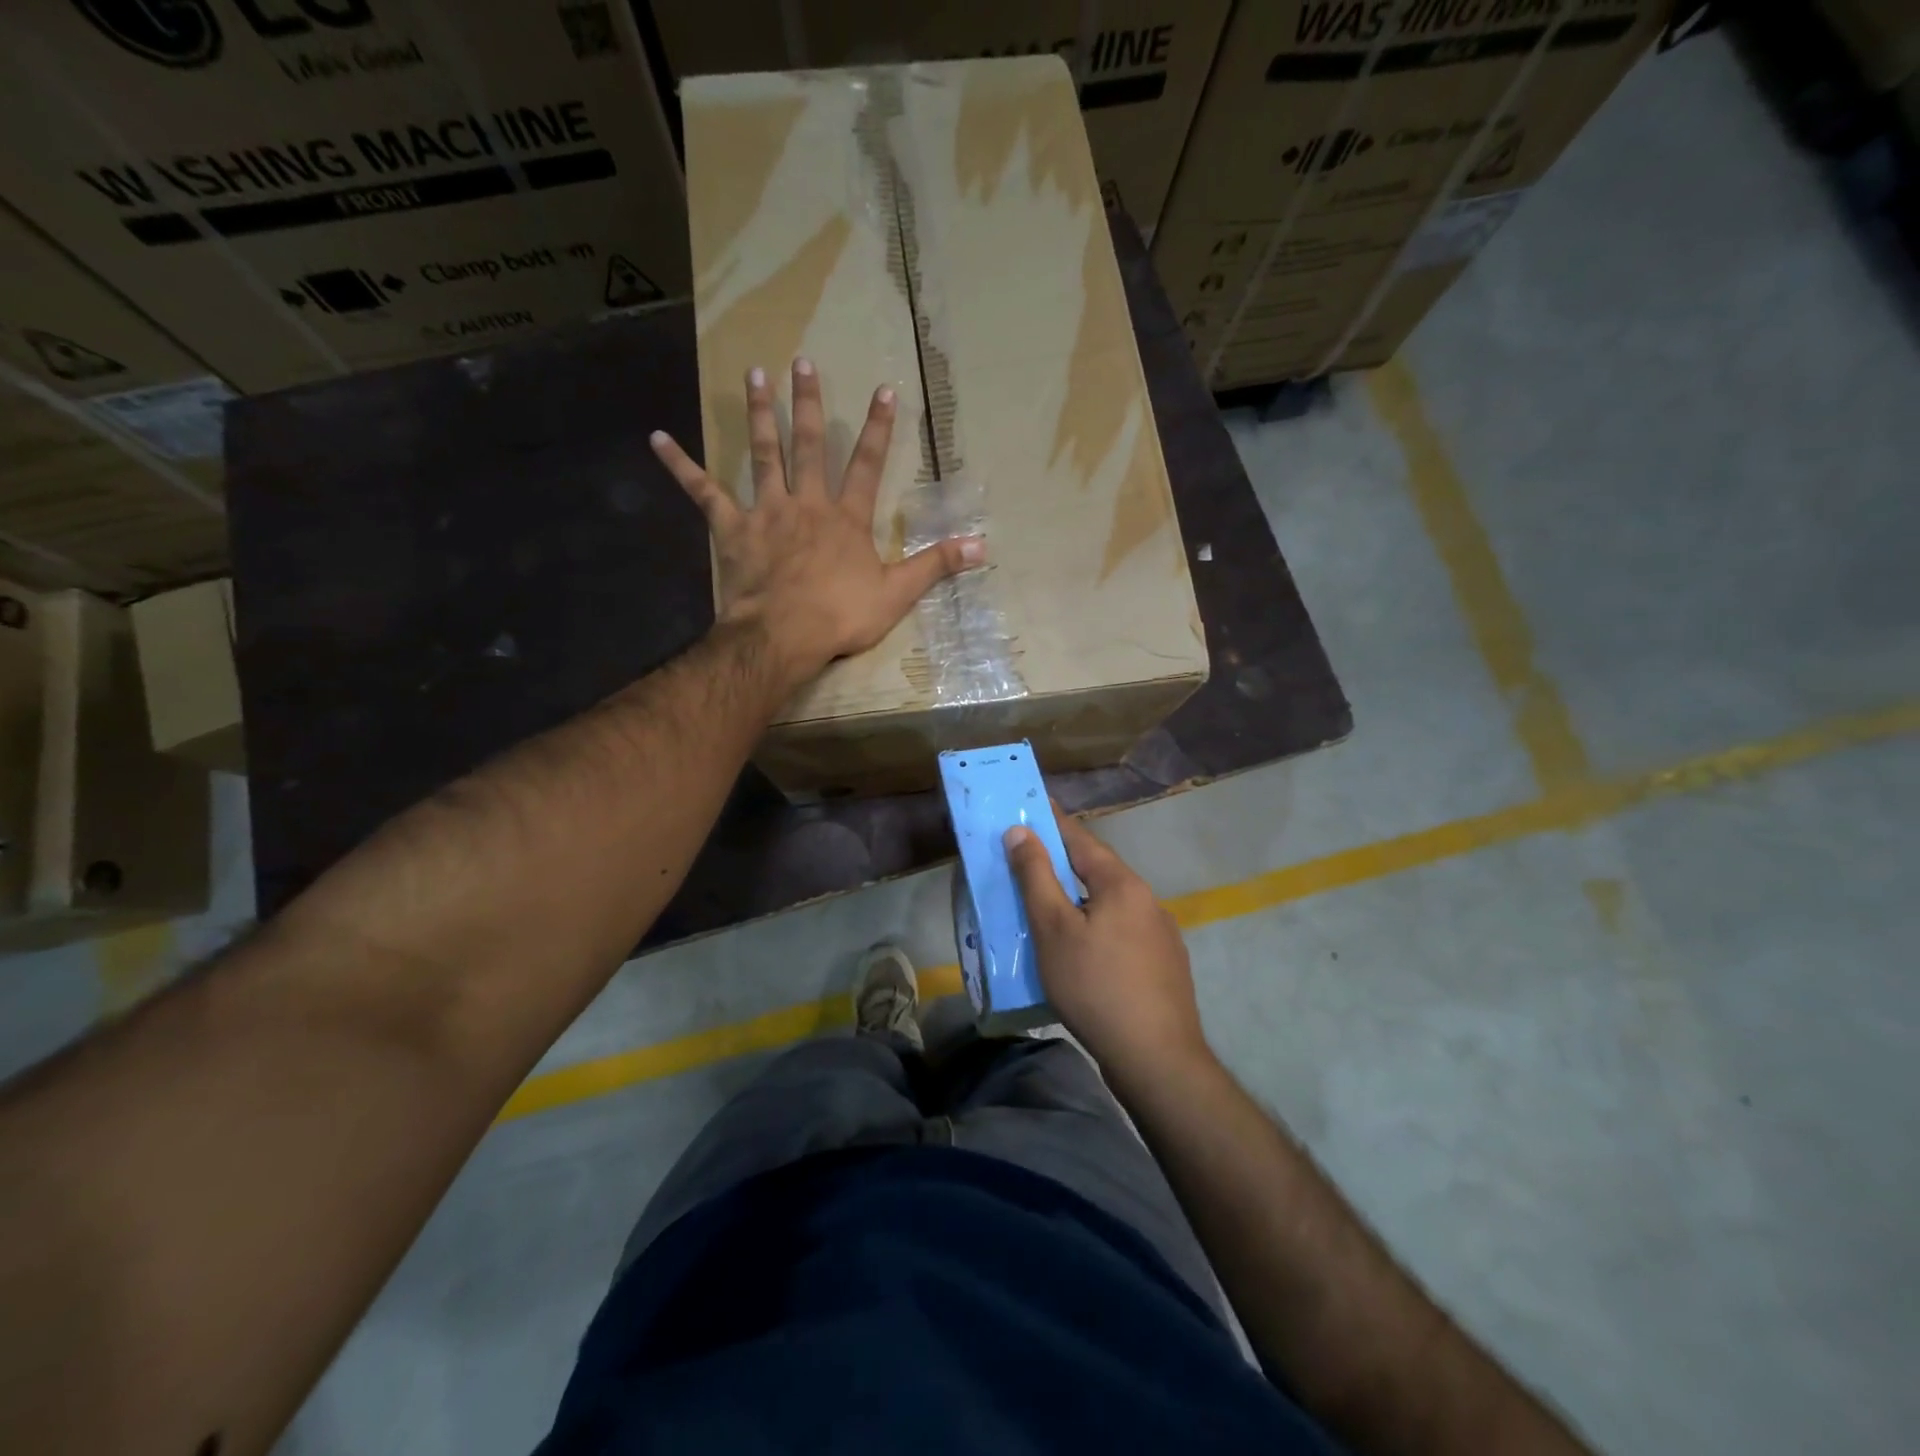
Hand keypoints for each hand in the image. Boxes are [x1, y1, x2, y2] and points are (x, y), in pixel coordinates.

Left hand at [650, 358, 983, 684]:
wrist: (784, 635)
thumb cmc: (841, 616)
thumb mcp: (897, 594)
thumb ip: (936, 565)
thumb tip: (983, 546)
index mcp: (847, 519)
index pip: (868, 464)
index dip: (878, 428)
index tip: (884, 389)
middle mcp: (807, 504)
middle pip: (810, 445)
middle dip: (809, 403)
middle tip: (802, 361)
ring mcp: (767, 512)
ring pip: (763, 455)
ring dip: (759, 414)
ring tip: (752, 374)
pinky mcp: (732, 529)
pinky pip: (703, 492)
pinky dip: (681, 466)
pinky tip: (657, 437)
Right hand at [1005, 811, 1213, 1087]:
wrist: (1156, 1058)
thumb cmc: (1095, 986)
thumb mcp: (1053, 929)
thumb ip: (1035, 876)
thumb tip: (1020, 830)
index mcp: (1121, 883)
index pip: (1080, 839)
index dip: (1052, 821)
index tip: (1031, 804)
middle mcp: (1147, 899)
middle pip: (1098, 870)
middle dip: (1064, 862)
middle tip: (1030, 860)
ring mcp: (1162, 933)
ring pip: (1111, 903)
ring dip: (1081, 899)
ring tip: (1051, 909)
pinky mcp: (1165, 964)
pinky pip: (1123, 931)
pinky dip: (1098, 927)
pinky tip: (1084, 952)